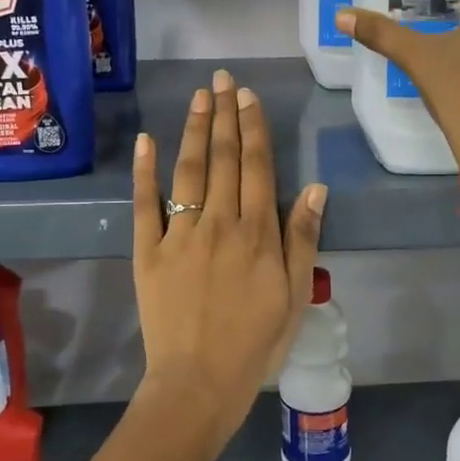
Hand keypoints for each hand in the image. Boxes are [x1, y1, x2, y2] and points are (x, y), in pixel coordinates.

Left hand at [132, 69, 325, 456]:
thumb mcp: (295, 294)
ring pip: (188, 170)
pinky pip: (145, 203)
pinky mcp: (147, 250)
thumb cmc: (256, 342)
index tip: (249, 97)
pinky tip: (147, 141)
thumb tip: (314, 186)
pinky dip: (145, 170)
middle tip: (223, 80)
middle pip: (222, 158)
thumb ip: (303, 238)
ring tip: (199, 96)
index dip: (253, 128)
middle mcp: (219, 223)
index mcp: (257, 233)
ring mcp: (179, 234)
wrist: (200, 381)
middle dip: (224, 115)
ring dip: (194, 129)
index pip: (256, 166)